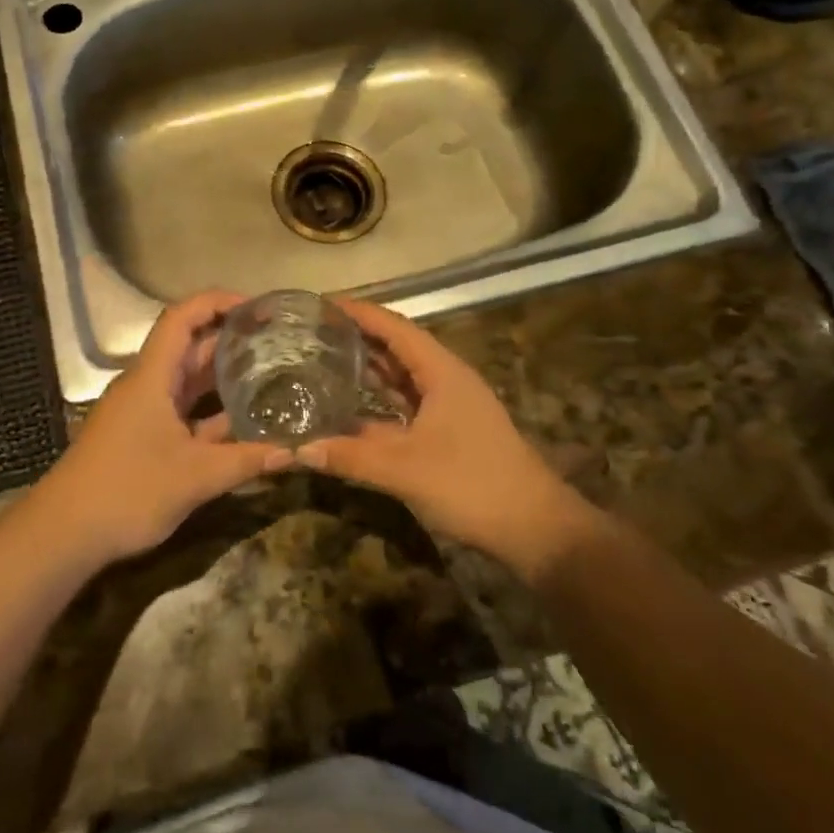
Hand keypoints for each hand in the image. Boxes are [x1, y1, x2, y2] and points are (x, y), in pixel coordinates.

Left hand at [29, 291, 292, 565]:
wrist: (63, 535)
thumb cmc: (127, 491)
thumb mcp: (195, 477)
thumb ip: (246, 460)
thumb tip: (296, 451)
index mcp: (152, 377)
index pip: (182, 318)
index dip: (217, 303)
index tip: (256, 308)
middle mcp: (147, 386)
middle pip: (190, 347)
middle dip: (232, 340)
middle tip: (278, 343)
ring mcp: (144, 413)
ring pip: (188, 382)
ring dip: (224, 377)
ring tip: (271, 374)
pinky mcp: (143, 438)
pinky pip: (184, 412)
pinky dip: (212, 412)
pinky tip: (245, 422)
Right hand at [296, 300, 591, 576]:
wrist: (534, 528)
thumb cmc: (472, 484)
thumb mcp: (405, 470)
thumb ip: (352, 457)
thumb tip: (298, 449)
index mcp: (442, 372)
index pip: (396, 328)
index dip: (361, 313)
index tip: (323, 304)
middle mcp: (447, 380)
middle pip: (399, 348)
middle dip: (359, 338)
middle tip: (314, 334)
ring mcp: (451, 407)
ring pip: (404, 378)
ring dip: (370, 370)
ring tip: (325, 363)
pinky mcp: (451, 432)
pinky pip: (408, 405)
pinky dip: (381, 402)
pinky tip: (353, 410)